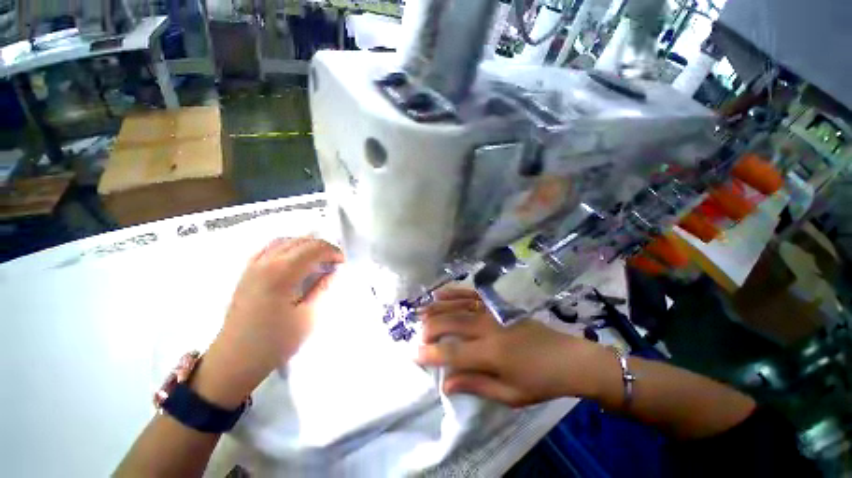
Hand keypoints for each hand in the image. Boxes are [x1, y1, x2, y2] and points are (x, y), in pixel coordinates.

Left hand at [193, 237, 343, 407]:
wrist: (235, 360)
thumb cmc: (275, 341)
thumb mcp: (308, 316)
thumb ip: (323, 287)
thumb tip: (335, 269)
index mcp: (282, 273)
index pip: (313, 248)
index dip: (332, 251)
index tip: (343, 262)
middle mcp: (265, 262)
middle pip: (300, 241)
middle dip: (322, 247)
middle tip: (334, 261)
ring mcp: (253, 266)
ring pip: (285, 241)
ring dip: (306, 245)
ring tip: (318, 258)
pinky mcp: (247, 272)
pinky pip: (270, 248)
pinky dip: (288, 247)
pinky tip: (294, 259)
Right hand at [416, 288, 607, 407]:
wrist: (567, 357)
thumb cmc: (539, 381)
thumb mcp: (509, 394)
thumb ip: (475, 385)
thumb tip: (445, 384)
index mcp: (490, 353)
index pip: (452, 352)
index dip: (430, 354)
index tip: (414, 354)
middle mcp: (487, 327)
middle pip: (450, 323)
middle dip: (429, 328)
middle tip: (418, 336)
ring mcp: (491, 312)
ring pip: (457, 306)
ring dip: (436, 308)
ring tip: (420, 312)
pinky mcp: (497, 305)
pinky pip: (471, 295)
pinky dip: (454, 293)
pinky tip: (441, 293)